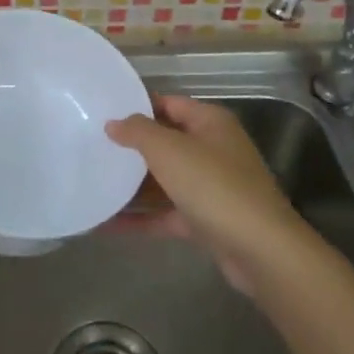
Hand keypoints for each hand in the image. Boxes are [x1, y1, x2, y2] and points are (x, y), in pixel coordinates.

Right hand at [105, 95, 309, 294]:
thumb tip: (114, 123)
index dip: (137, 106)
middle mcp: (213, 150)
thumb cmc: (214, 186)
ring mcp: (211, 187)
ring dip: (133, 185)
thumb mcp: (170, 150)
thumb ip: (138, 132)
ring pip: (165, 180)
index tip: (103, 112)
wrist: (260, 250)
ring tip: (93, 183)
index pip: (169, 103)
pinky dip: (141, 218)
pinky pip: (166, 213)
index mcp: (210, 123)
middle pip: (166, 142)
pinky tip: (107, 224)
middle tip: (92, 147)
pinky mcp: (206, 221)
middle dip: (132, 147)